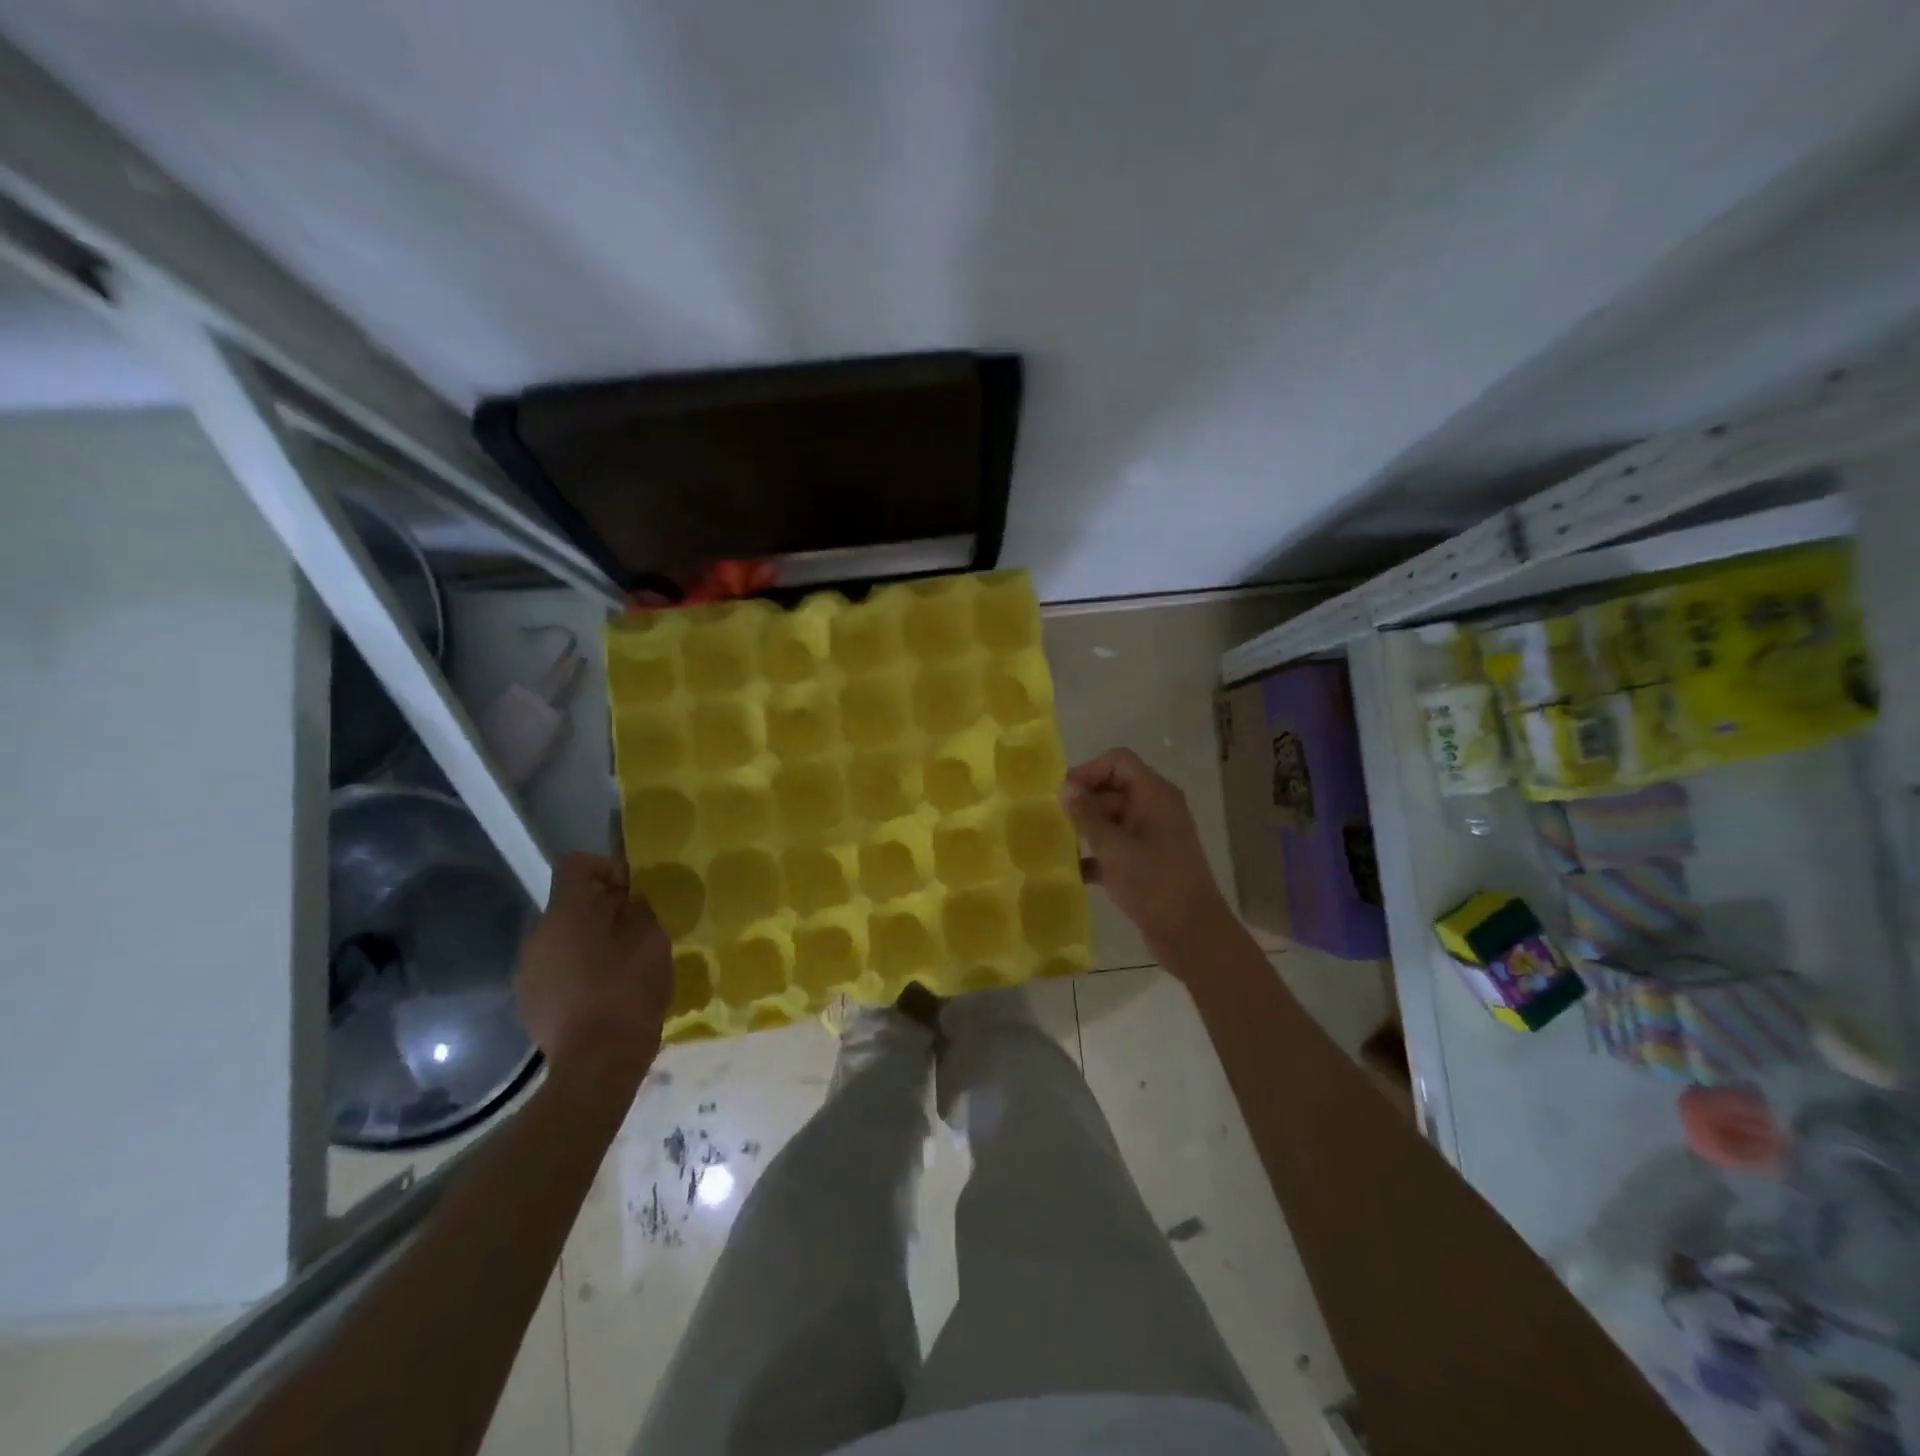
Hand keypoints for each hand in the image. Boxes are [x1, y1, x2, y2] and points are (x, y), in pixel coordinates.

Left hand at [517, 853, 673, 1087]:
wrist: (596, 1066)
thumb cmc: (627, 994)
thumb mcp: (652, 942)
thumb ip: (640, 912)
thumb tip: (629, 904)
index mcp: (566, 914)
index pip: (576, 864)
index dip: (607, 867)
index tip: (633, 891)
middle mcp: (537, 936)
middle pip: (570, 904)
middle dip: (603, 909)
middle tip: (637, 930)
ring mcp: (527, 971)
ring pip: (562, 939)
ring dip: (590, 941)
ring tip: (622, 965)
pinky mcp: (529, 1002)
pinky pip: (555, 969)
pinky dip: (578, 970)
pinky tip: (603, 994)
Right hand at [1061, 748, 1234, 957]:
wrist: (1191, 934)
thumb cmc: (1153, 883)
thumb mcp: (1113, 847)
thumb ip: (1086, 815)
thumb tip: (1065, 788)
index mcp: (1155, 795)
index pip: (1119, 761)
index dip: (1089, 771)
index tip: (1063, 795)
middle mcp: (1157, 808)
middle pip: (1114, 788)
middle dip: (1084, 801)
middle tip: (1054, 820)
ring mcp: (1154, 836)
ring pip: (1114, 819)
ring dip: (1087, 828)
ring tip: (1057, 843)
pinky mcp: (1150, 862)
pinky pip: (1119, 846)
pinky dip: (1098, 853)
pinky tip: (1074, 871)